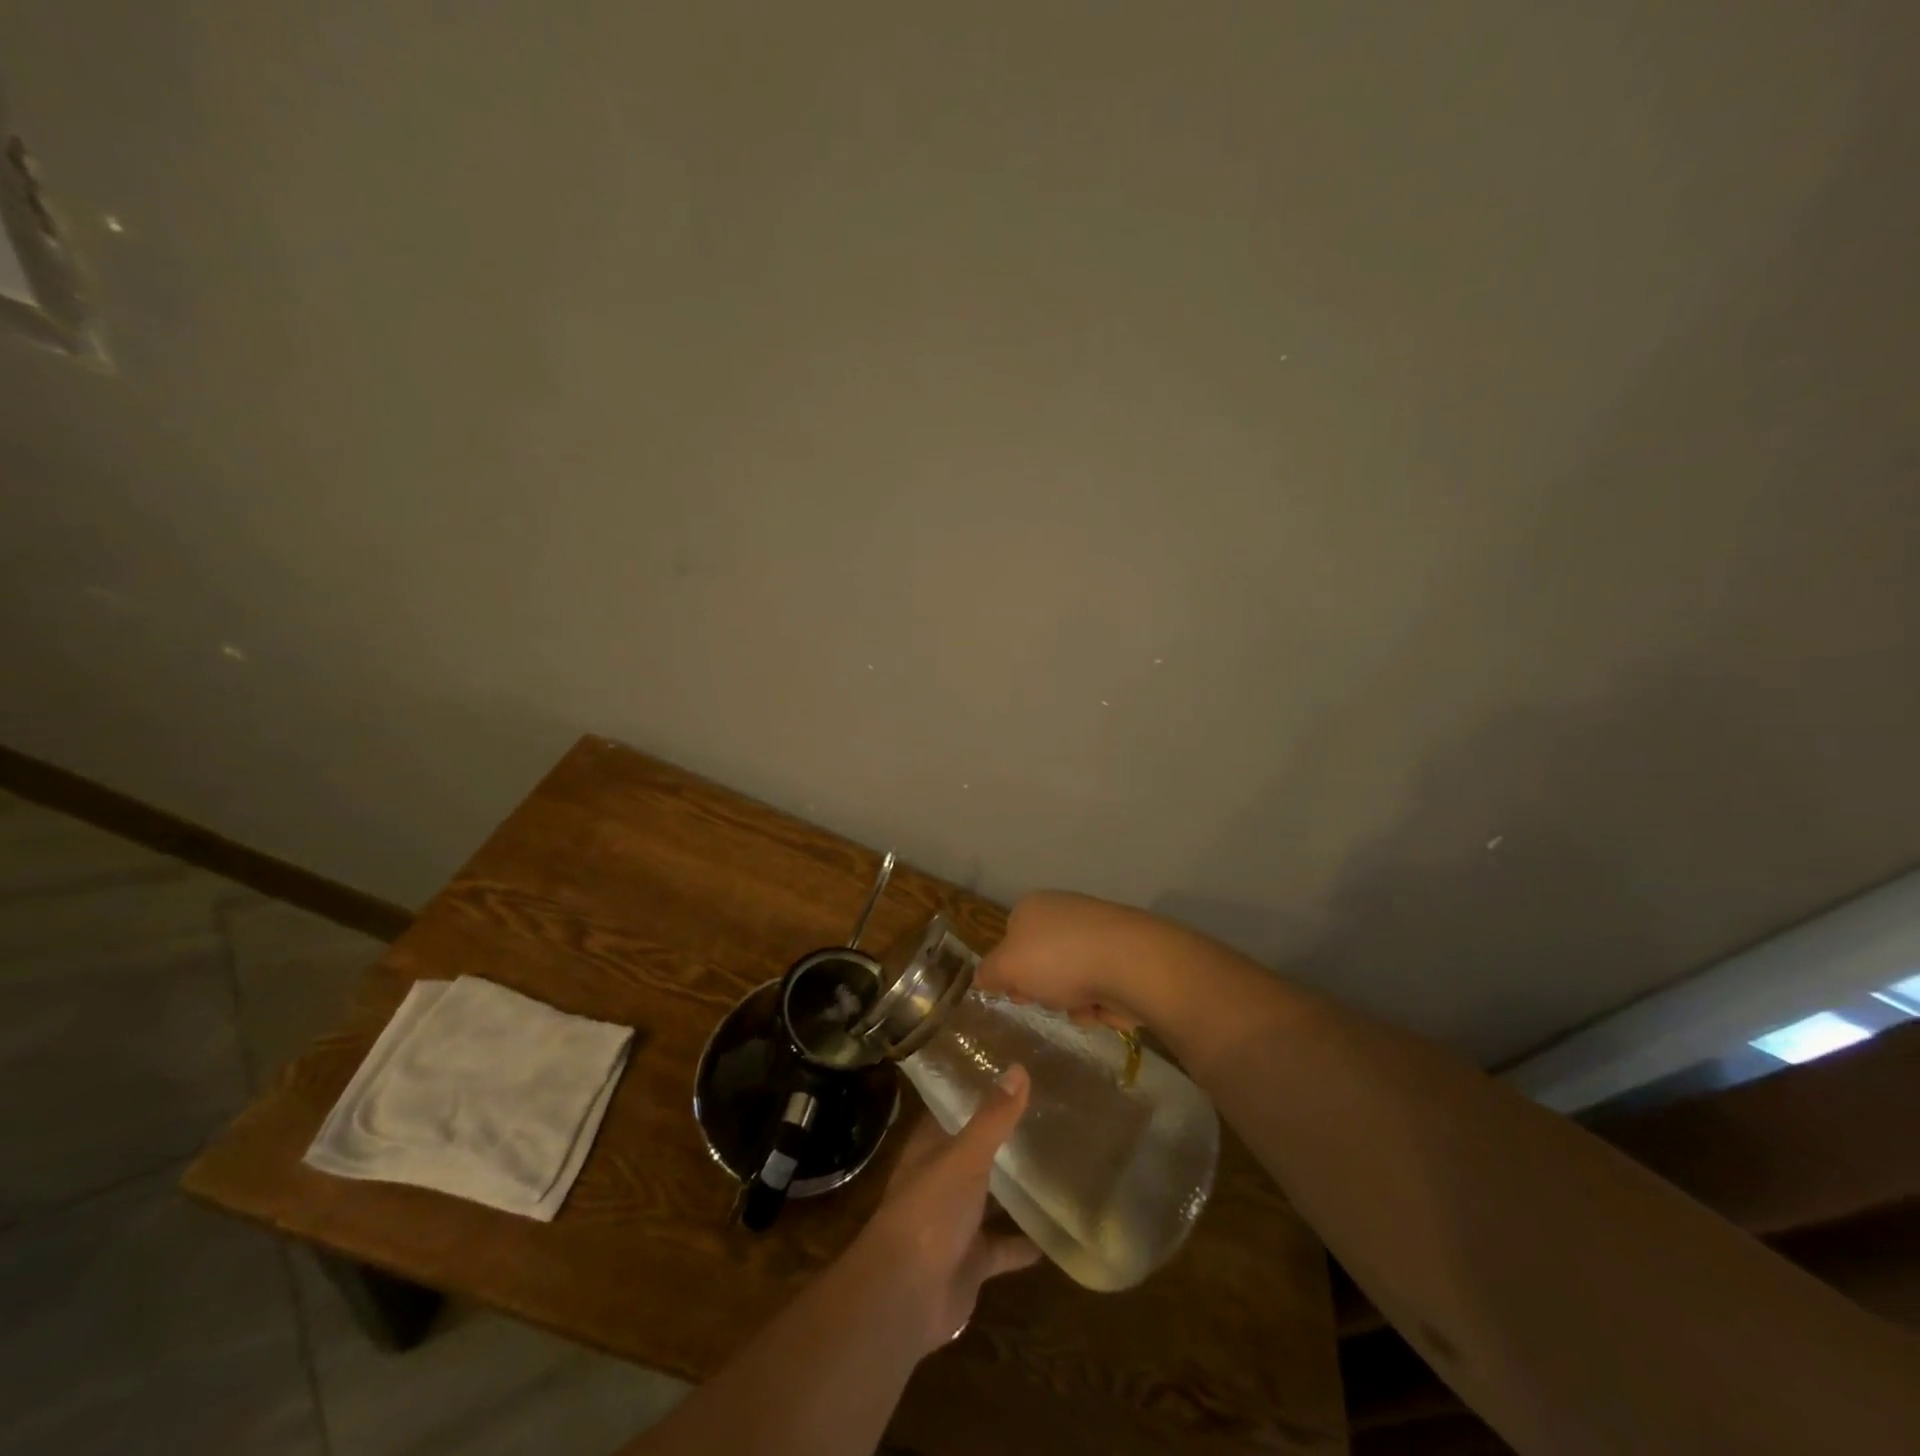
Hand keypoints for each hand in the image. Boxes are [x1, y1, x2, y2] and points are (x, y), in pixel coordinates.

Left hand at [847, 1065, 1040, 1355]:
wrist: (906, 1295)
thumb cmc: (930, 1211)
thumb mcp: (965, 1157)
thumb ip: (993, 1118)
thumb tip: (1019, 1068)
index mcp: (930, 1150)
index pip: (951, 1111)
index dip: (974, 1094)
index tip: (1008, 1075)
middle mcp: (940, 1181)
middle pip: (972, 1154)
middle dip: (999, 1139)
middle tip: (1043, 1115)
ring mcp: (955, 1223)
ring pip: (987, 1199)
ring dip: (1011, 1190)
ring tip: (1053, 1167)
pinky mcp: (970, 1262)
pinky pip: (1001, 1248)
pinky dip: (1022, 1244)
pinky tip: (1053, 1235)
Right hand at [975, 891, 1168, 1030]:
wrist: (1130, 963)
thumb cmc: (1058, 959)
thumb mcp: (1006, 968)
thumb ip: (988, 973)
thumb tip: (982, 977)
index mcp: (1033, 907)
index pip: (1010, 938)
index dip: (1009, 969)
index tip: (1013, 992)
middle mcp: (1065, 912)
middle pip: (1042, 961)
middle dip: (1043, 988)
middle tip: (1046, 1001)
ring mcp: (1097, 933)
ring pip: (1071, 979)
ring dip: (1071, 1001)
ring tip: (1080, 1006)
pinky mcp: (1124, 955)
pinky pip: (1100, 987)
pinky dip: (1098, 1002)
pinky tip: (1103, 1007)